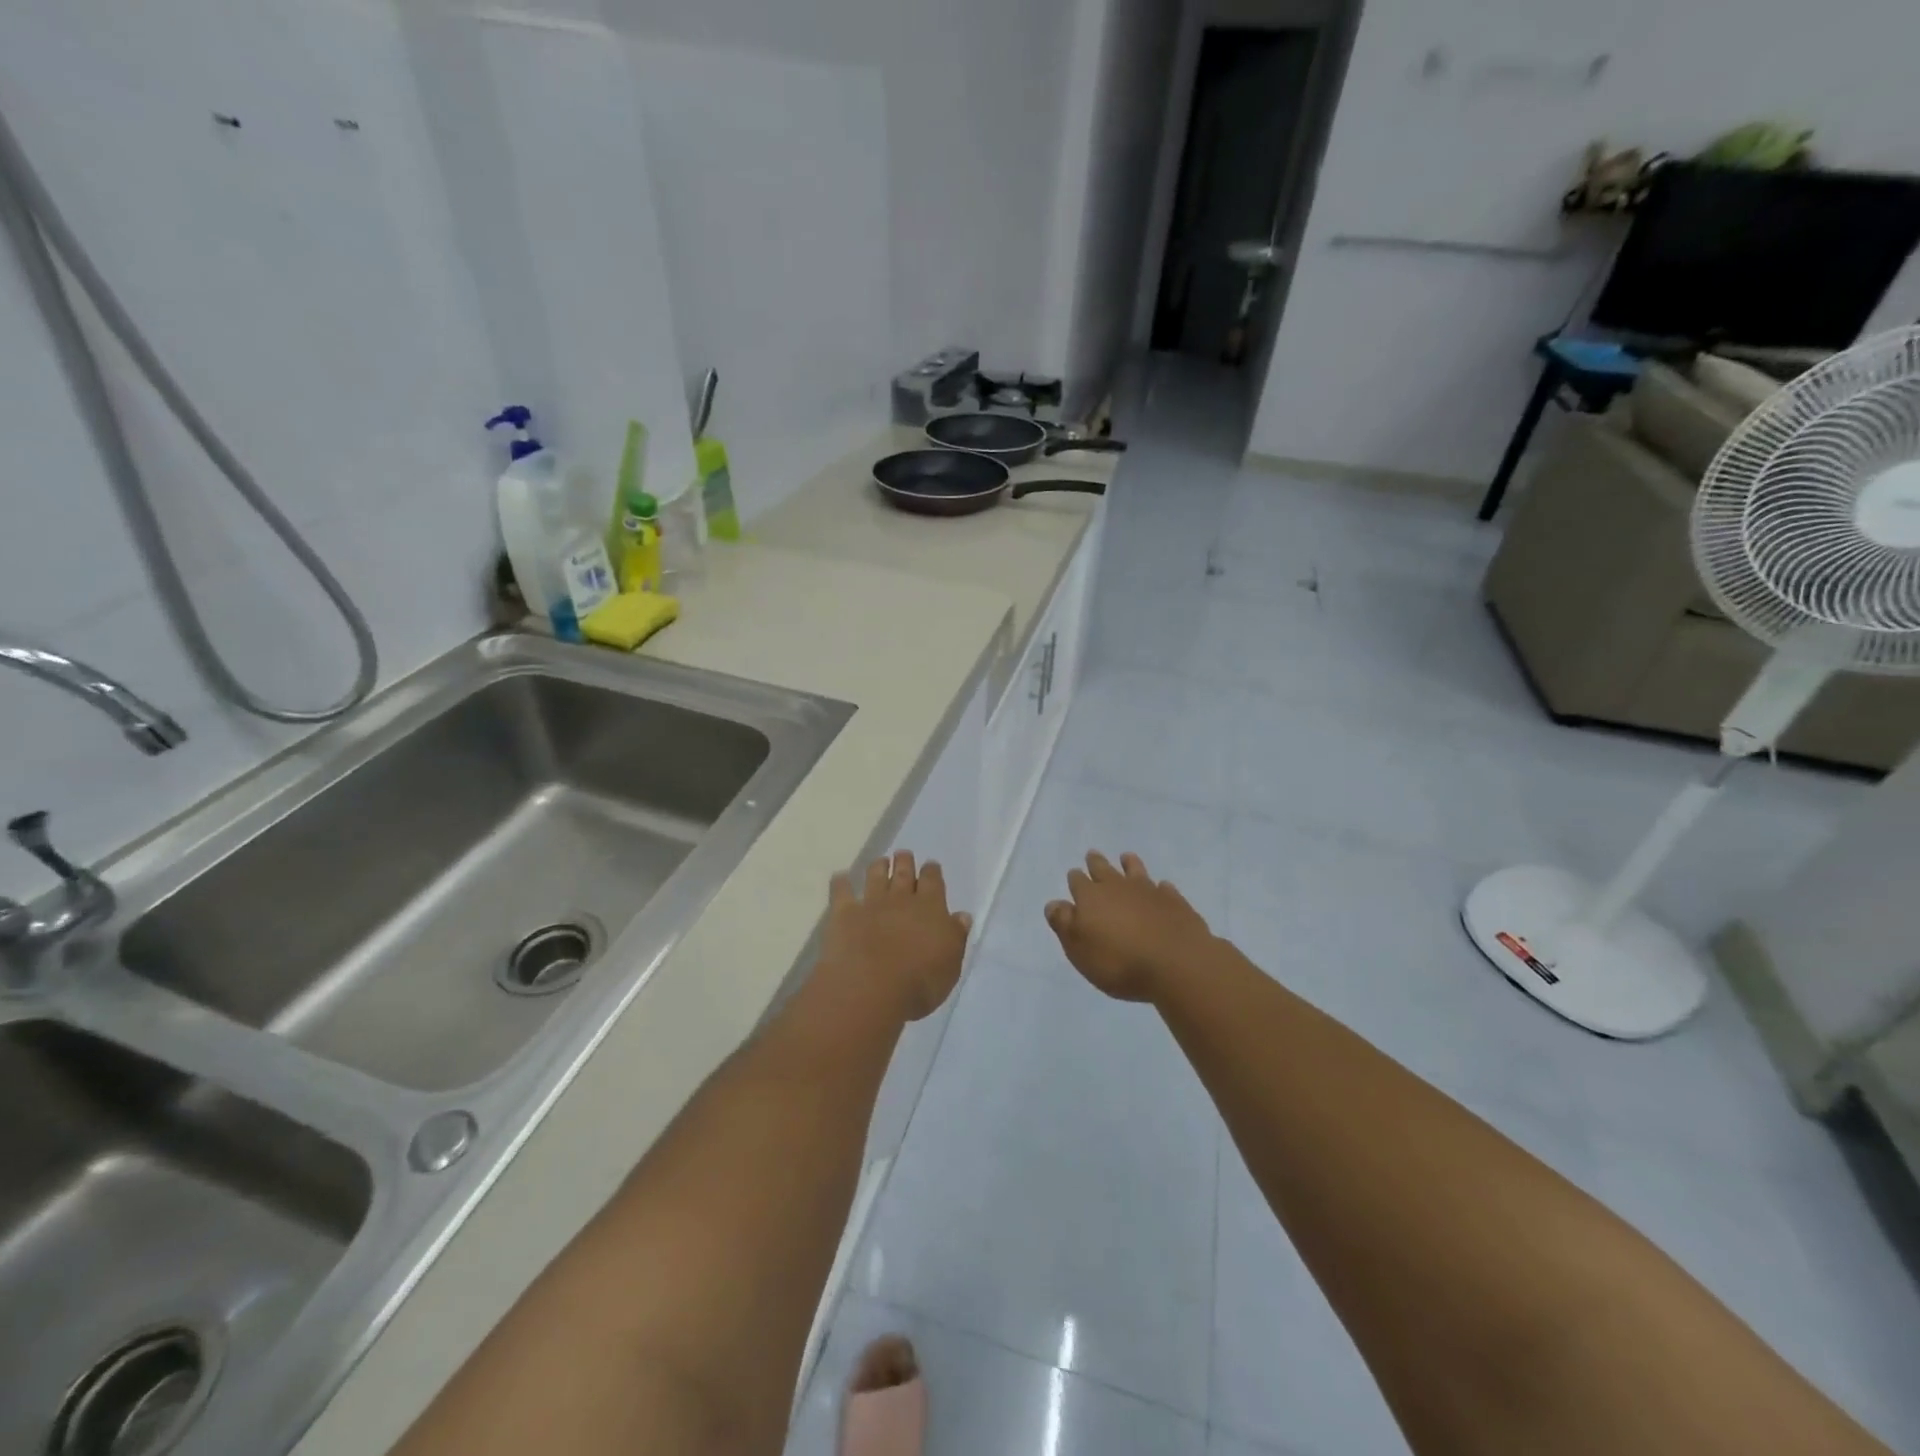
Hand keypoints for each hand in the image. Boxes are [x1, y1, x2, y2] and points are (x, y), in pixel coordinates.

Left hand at [820, 852, 971, 1021]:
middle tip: (903, 854)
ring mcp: (871, 903)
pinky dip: (840, 882)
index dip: (932, 871)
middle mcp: (901, 899)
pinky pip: (841, 891)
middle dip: (904, 862)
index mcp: (931, 908)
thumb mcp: (951, 964)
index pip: (933, 881)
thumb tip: (962, 916)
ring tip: (880, 861)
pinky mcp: (844, 914)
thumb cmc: (920, 982)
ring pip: (875, 875)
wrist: (871, 988)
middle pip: (904, 872)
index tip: (930, 865)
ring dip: (878, 866)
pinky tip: (840, 877)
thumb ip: (956, 937)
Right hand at [1045, 851, 1215, 1001]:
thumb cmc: (1119, 962)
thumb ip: (1064, 924)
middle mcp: (1118, 887)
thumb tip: (1054, 903)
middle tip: (1092, 855)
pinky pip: (1164, 888)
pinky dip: (1160, 887)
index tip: (1074, 875)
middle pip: (1103, 869)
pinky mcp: (1174, 901)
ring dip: (1129, 864)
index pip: (1078, 882)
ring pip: (1135, 870)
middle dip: (1095, 863)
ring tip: (1126, 858)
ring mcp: (1148, 891)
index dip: (1075, 879)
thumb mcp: (1079, 950)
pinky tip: (1161, 888)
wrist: (1176, 963)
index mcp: (1091, 898)